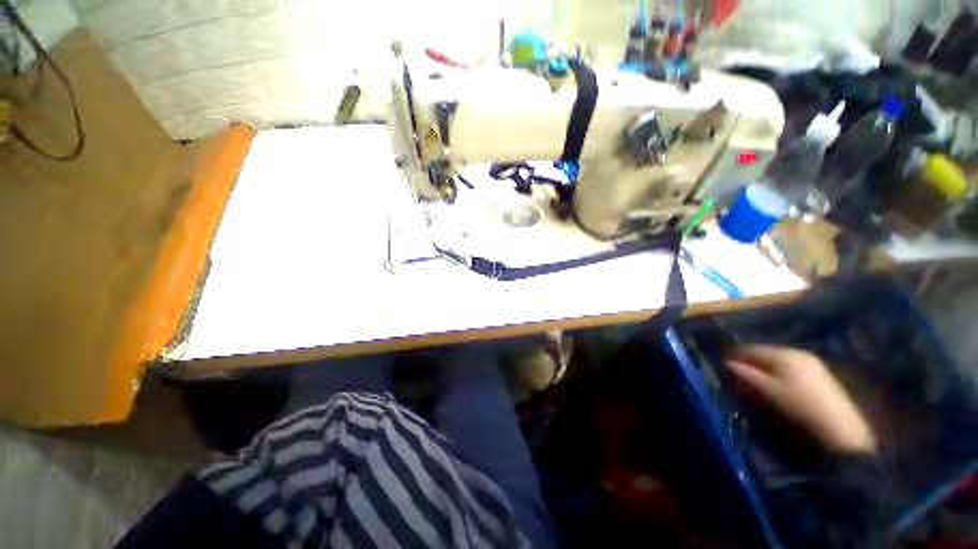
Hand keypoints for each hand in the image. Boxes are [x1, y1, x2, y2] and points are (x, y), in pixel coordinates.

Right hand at [725, 345, 876, 454]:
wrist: (838, 425)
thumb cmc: (799, 404)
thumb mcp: (769, 390)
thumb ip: (747, 374)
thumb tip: (727, 363)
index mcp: (784, 354)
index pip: (753, 349)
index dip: (737, 354)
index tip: (724, 360)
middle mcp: (797, 352)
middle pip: (766, 352)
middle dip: (751, 360)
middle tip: (737, 370)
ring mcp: (811, 362)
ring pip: (778, 359)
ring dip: (764, 366)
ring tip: (753, 376)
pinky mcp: (819, 373)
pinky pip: (790, 365)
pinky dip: (777, 370)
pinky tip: (775, 381)